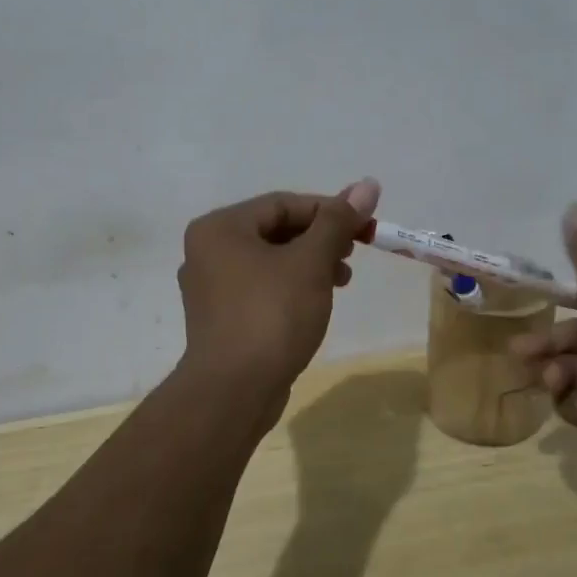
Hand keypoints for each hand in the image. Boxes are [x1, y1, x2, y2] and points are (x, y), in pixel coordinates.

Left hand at [176, 178, 381, 408]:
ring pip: (270, 260)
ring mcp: (211, 287)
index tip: (363, 227)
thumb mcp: (310, 262)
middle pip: (275, 230)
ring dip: (309, 263)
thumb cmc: (271, 316)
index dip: (328, 210)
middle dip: (320, 239)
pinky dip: (291, 286)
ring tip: (342, 280)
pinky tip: (316, 302)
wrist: (233, 392)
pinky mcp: (221, 317)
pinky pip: (261, 287)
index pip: (283, 203)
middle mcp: (208, 251)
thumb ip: (337, 221)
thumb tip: (368, 184)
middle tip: (354, 252)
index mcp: (221, 228)